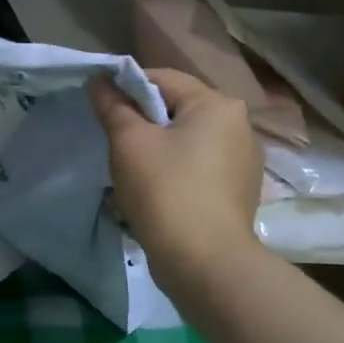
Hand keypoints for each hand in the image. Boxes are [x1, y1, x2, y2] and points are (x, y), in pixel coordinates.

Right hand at [89, 68, 263, 287]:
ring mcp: (244, 161)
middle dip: (142, 123)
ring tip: (130, 174)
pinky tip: (156, 195)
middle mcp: (239, 126)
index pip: (162, 79)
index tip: (101, 108)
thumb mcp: (129, 143)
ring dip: (157, 150)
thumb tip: (99, 81)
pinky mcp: (240, 192)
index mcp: (217, 104)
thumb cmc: (166, 191)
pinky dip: (175, 173)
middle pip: (178, 110)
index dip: (126, 87)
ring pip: (187, 142)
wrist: (206, 264)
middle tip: (112, 143)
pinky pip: (199, 169)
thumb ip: (113, 106)